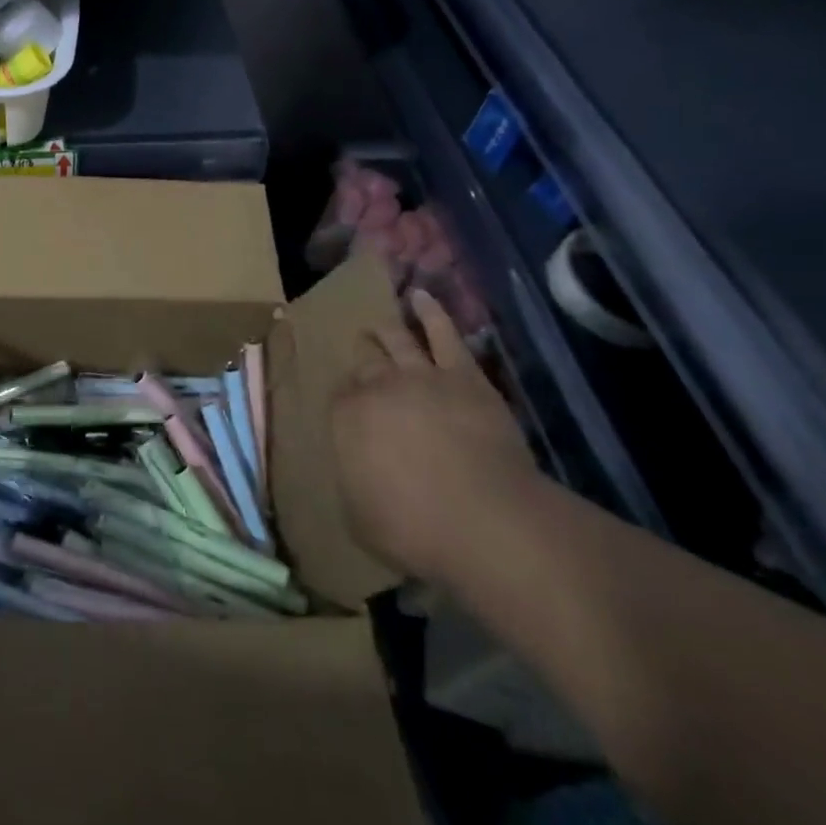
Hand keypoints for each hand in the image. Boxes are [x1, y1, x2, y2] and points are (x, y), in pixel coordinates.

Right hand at [332, 288, 541, 584]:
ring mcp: (421, 375)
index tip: (351, 410)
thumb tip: (355, 470)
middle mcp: (377, 387)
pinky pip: (443, 334)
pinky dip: (431, 312)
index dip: (346, 401)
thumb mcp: (360, 518)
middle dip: (362, 361)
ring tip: (378, 324)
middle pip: (365, 364)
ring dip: (385, 330)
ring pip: (396, 340)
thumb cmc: (415, 528)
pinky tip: (421, 296)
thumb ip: (353, 483)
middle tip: (361, 358)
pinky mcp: (463, 375)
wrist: (485, 521)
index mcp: (347, 418)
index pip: (340, 397)